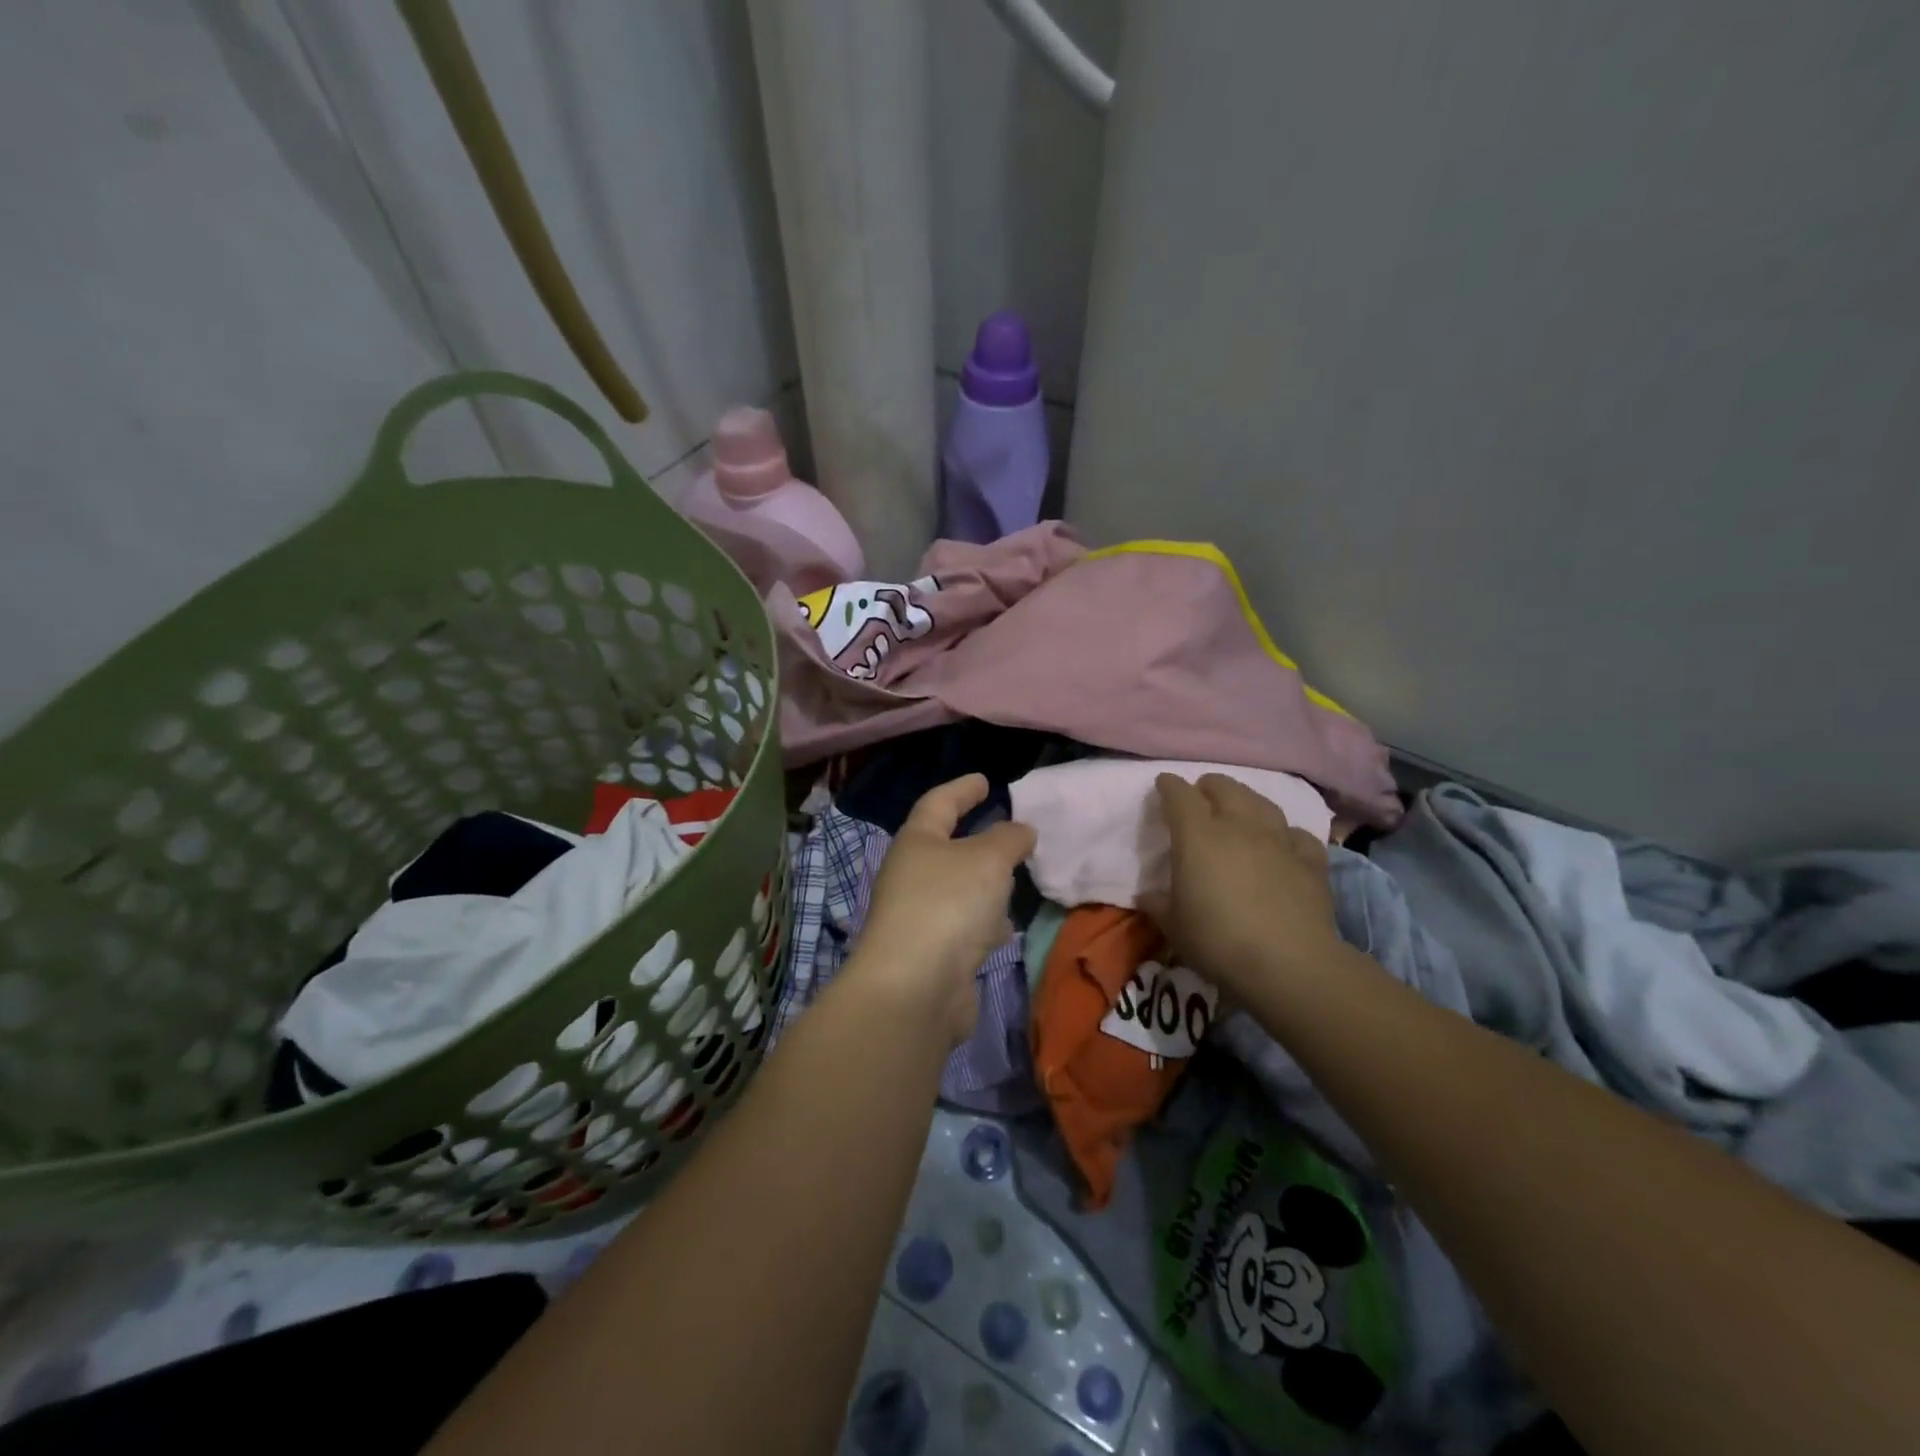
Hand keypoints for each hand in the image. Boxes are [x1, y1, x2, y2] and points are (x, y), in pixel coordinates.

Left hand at [852, 775, 1036, 1045]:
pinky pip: (963, 928)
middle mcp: (912, 876)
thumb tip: (1020, 831)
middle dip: (977, 841)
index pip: (939, 803)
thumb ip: (1009, 839)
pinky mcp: (932, 955)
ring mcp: (919, 918)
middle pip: (946, 849)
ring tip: (1014, 882)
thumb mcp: (988, 859)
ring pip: (958, 891)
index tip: (984, 780)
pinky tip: (1003, 932)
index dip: (962, 789)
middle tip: (1010, 834)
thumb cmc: (948, 904)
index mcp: (917, 842)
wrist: (915, 988)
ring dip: (983, 887)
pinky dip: (983, 925)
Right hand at [1145, 773, 1344, 999]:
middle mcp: (1239, 826)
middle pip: (1224, 787)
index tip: (1163, 785)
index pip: (1179, 795)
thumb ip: (1158, 904)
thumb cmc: (1218, 940)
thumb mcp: (1173, 926)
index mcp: (1198, 835)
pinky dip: (1285, 835)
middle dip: (1208, 787)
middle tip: (1200, 799)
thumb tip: (1148, 895)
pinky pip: (1296, 835)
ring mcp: (1278, 840)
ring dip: (1245, 801)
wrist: (1288, 964)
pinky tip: (1282, 844)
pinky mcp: (1310, 860)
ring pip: (1261, 803)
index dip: (1169, 786)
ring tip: (1239, 811)